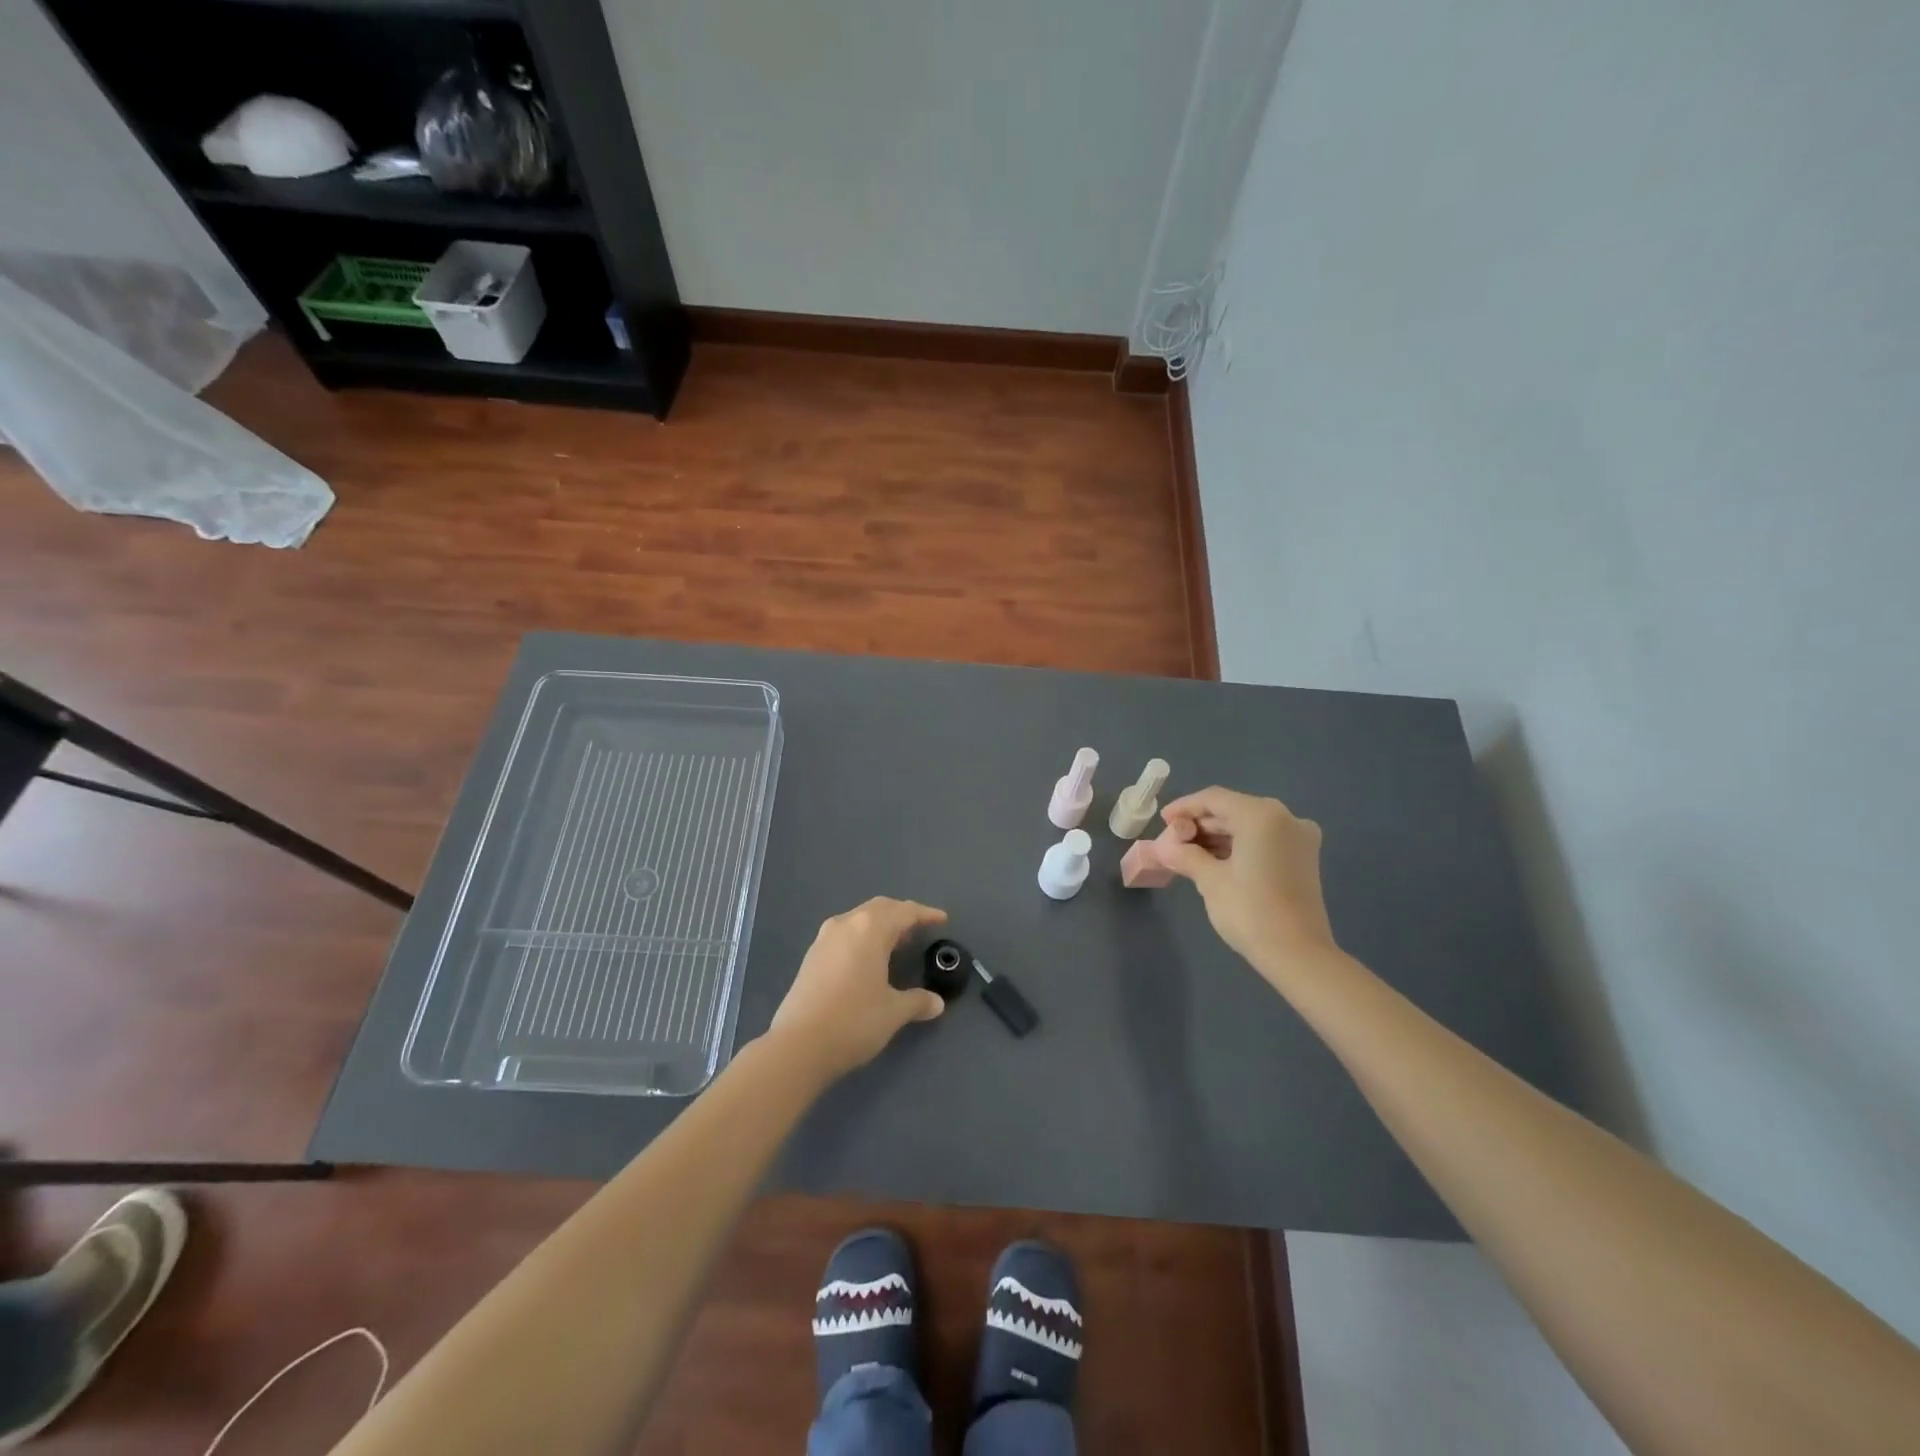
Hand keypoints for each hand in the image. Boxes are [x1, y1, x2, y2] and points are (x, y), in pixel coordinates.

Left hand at [770, 898, 948, 1078]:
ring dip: (880, 925)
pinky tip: (869, 959)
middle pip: (879, 908)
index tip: (941, 919)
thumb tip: (937, 1003)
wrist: (798, 1045)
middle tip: (919, 928)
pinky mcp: (811, 956)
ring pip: (859, 919)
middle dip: (901, 914)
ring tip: (897, 942)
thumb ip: (917, 1002)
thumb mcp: (893, 1012)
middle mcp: (846, 924)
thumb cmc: (853, 1021)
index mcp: (870, 929)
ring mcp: (824, 939)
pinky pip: (845, 934)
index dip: (925, 914)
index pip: (904, 912)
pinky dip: (863, 937)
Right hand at [1156, 787, 1342, 988]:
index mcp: (1261, 815)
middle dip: (1200, 824)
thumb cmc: (1250, 911)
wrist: (1298, 954)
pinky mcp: (1303, 858)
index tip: (1163, 822)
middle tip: (1173, 841)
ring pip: (1248, 825)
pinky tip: (1215, 860)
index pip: (1214, 799)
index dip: (1184, 807)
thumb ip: (1185, 855)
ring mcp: (1299, 838)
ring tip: (1188, 853)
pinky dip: (1238, 846)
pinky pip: (1263, 840)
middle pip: (1233, 810)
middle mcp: (1285, 817)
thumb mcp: (1210, 880)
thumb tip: (1163, 847)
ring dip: (1218, 836)